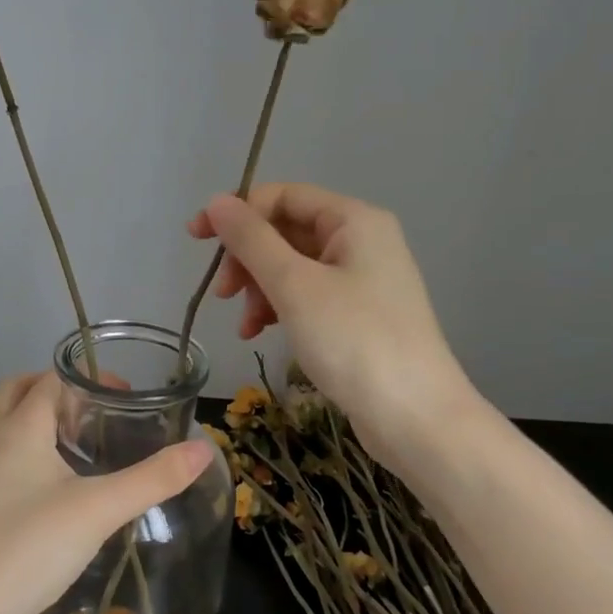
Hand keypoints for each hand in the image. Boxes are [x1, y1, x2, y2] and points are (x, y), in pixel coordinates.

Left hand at [0, 372, 211, 613]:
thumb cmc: (31, 547)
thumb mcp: (100, 509)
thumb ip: (153, 478)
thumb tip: (203, 449)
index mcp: (19, 426)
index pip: (53, 379)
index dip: (89, 378)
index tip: (125, 398)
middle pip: (18, 389)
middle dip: (56, 388)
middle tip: (94, 411)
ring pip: (0, 419)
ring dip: (30, 413)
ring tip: (69, 437)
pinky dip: (18, 444)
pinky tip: (44, 479)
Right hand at [188, 182, 480, 468]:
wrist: (415, 417)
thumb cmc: (354, 340)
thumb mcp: (294, 285)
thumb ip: (251, 239)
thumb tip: (216, 201)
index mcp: (354, 220)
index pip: (283, 196)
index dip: (237, 212)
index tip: (196, 239)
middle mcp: (361, 241)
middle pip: (286, 231)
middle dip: (248, 258)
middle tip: (222, 292)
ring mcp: (361, 280)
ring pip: (292, 267)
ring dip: (259, 288)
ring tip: (243, 324)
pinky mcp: (357, 315)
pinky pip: (306, 296)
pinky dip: (278, 308)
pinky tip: (257, 333)